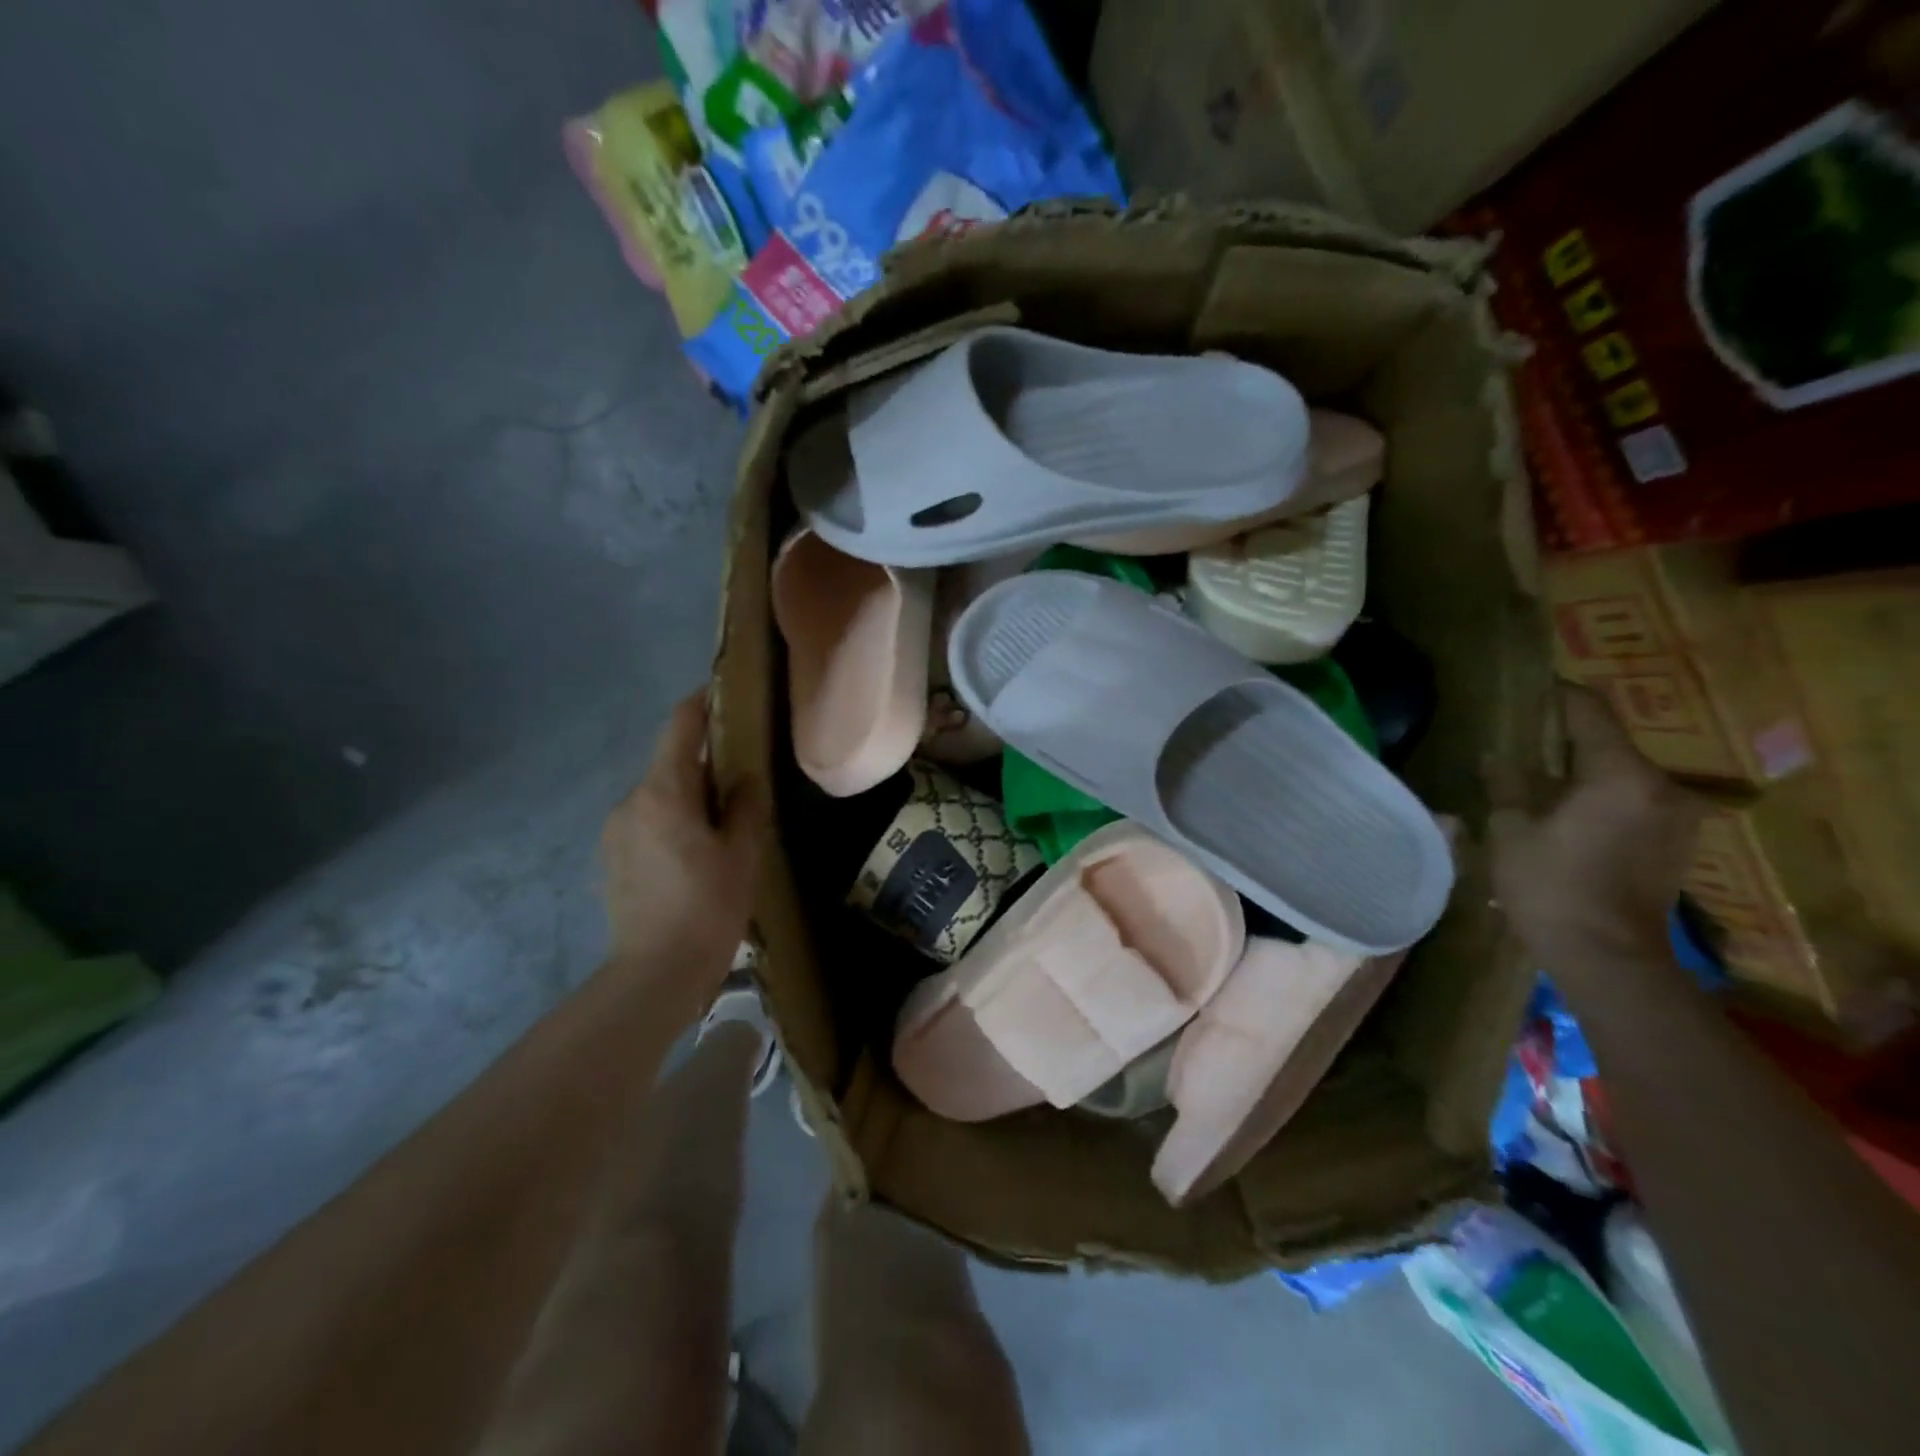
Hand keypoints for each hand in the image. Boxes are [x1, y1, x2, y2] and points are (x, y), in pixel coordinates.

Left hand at [602, 689, 763, 1002]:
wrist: (654, 974)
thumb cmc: (708, 908)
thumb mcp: (742, 854)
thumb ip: (744, 805)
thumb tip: (743, 776)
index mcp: (664, 793)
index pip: (679, 727)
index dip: (701, 703)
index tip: (723, 692)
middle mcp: (630, 802)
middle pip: (670, 764)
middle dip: (703, 763)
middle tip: (741, 779)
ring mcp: (615, 831)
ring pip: (658, 795)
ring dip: (687, 797)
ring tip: (720, 826)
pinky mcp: (610, 858)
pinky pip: (646, 822)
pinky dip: (671, 822)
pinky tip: (693, 855)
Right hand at [1490, 685, 1701, 965]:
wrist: (1606, 957)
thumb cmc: (1550, 887)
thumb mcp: (1510, 830)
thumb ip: (1507, 784)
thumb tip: (1497, 755)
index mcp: (1620, 775)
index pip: (1589, 712)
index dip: (1556, 695)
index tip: (1526, 688)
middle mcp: (1661, 786)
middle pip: (1609, 743)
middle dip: (1564, 738)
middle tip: (1520, 738)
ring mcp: (1676, 816)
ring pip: (1622, 774)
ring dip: (1583, 770)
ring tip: (1538, 776)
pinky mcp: (1676, 843)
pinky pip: (1634, 801)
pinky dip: (1601, 796)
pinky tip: (1566, 811)